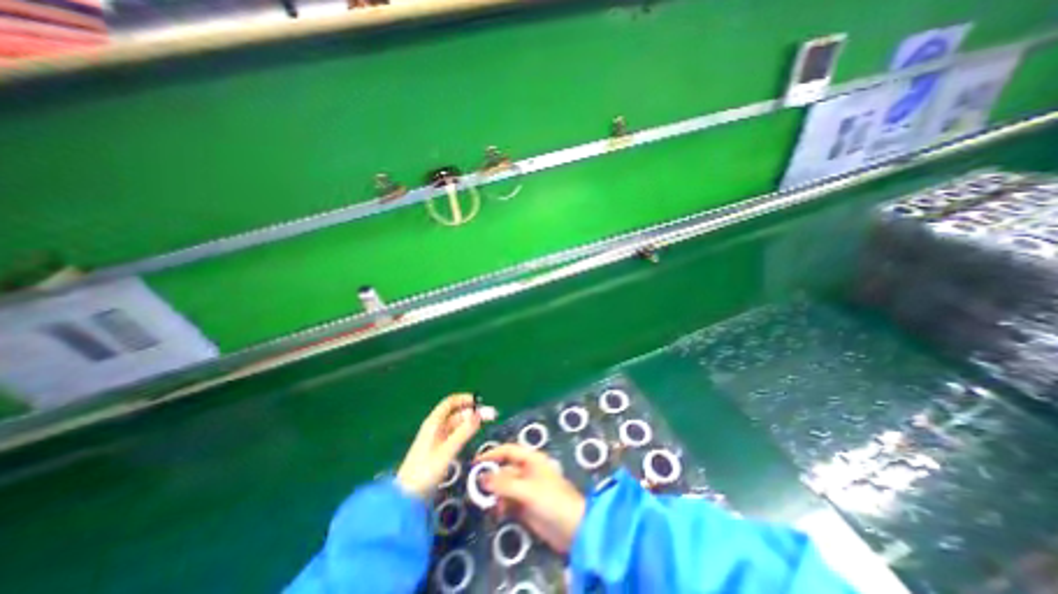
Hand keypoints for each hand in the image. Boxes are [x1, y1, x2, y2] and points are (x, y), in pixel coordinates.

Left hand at [394, 394, 482, 500]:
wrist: (407, 498)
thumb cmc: (425, 471)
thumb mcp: (447, 450)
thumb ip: (464, 432)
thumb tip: (479, 414)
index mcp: (433, 423)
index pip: (450, 402)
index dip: (465, 399)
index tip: (480, 401)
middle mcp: (435, 428)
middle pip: (456, 414)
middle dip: (472, 412)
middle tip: (491, 415)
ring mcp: (437, 439)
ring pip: (457, 424)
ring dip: (471, 422)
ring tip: (486, 423)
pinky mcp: (439, 451)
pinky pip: (455, 435)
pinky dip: (465, 432)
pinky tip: (473, 435)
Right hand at [479, 445, 586, 550]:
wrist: (573, 529)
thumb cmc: (552, 501)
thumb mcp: (527, 490)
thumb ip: (504, 484)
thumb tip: (482, 478)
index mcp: (532, 460)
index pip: (508, 451)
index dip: (492, 454)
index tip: (475, 463)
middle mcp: (528, 471)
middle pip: (505, 469)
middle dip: (492, 478)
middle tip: (476, 490)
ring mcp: (527, 489)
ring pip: (505, 487)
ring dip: (495, 494)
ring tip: (487, 505)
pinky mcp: (526, 506)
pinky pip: (509, 502)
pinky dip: (501, 506)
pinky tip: (497, 513)